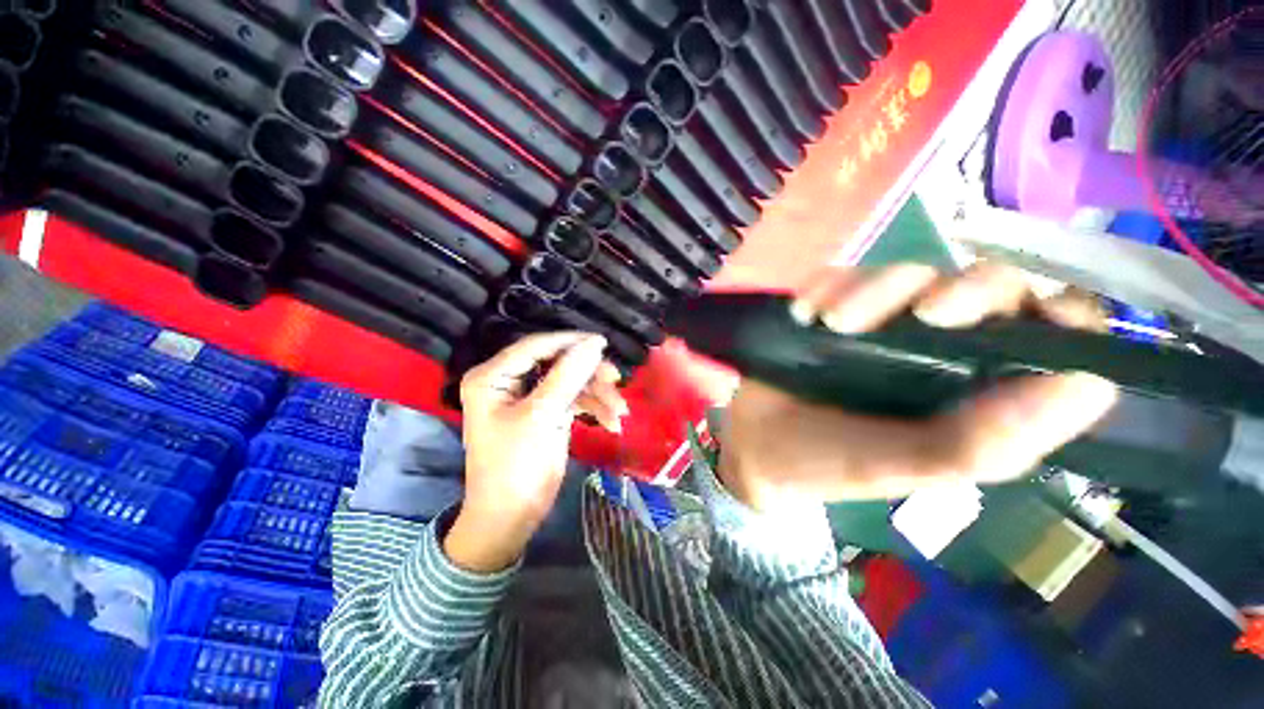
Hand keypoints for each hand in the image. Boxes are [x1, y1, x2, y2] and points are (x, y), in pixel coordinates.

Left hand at [446, 332, 627, 571]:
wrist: (511, 519)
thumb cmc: (516, 467)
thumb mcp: (542, 417)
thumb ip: (568, 375)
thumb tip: (595, 343)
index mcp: (493, 377)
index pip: (535, 346)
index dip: (570, 342)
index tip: (603, 343)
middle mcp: (508, 381)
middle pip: (556, 363)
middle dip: (588, 374)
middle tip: (616, 380)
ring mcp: (529, 397)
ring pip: (570, 382)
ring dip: (597, 395)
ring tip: (620, 413)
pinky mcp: (545, 412)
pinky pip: (573, 399)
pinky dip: (593, 408)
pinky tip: (611, 423)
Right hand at [719, 262, 1118, 511]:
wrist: (753, 445)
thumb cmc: (828, 464)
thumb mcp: (904, 468)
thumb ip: (985, 443)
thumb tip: (1089, 386)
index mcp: (972, 390)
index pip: (1049, 336)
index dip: (1060, 316)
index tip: (1035, 318)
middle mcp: (935, 348)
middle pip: (982, 285)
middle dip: (962, 291)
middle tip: (923, 315)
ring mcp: (877, 323)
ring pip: (904, 274)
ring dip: (872, 290)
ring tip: (829, 321)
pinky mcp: (828, 309)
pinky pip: (838, 276)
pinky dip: (824, 286)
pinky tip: (804, 313)